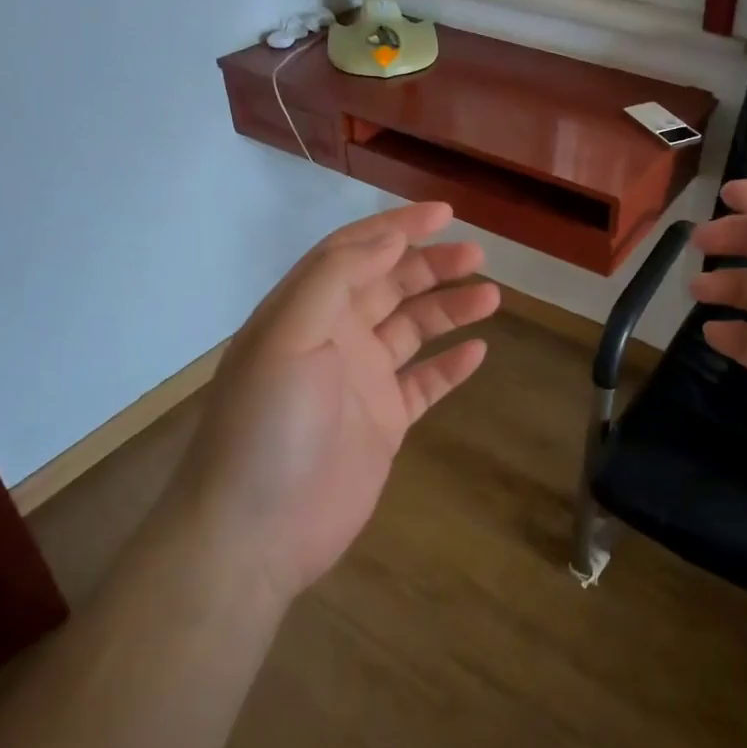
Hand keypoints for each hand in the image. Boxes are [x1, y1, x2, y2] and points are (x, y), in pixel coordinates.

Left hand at [177, 202, 498, 599]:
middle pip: (391, 285)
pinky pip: (424, 383)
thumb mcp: (288, 338)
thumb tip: (388, 238)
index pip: (355, 251)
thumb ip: (335, 279)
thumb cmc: (267, 427)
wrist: (255, 534)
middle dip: (432, 266)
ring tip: (491, 297)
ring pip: (413, 329)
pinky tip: (478, 352)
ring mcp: (360, 381)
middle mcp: (334, 337)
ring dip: (449, 309)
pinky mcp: (383, 422)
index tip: (445, 213)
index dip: (398, 227)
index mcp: (306, 310)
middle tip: (478, 257)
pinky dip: (450, 365)